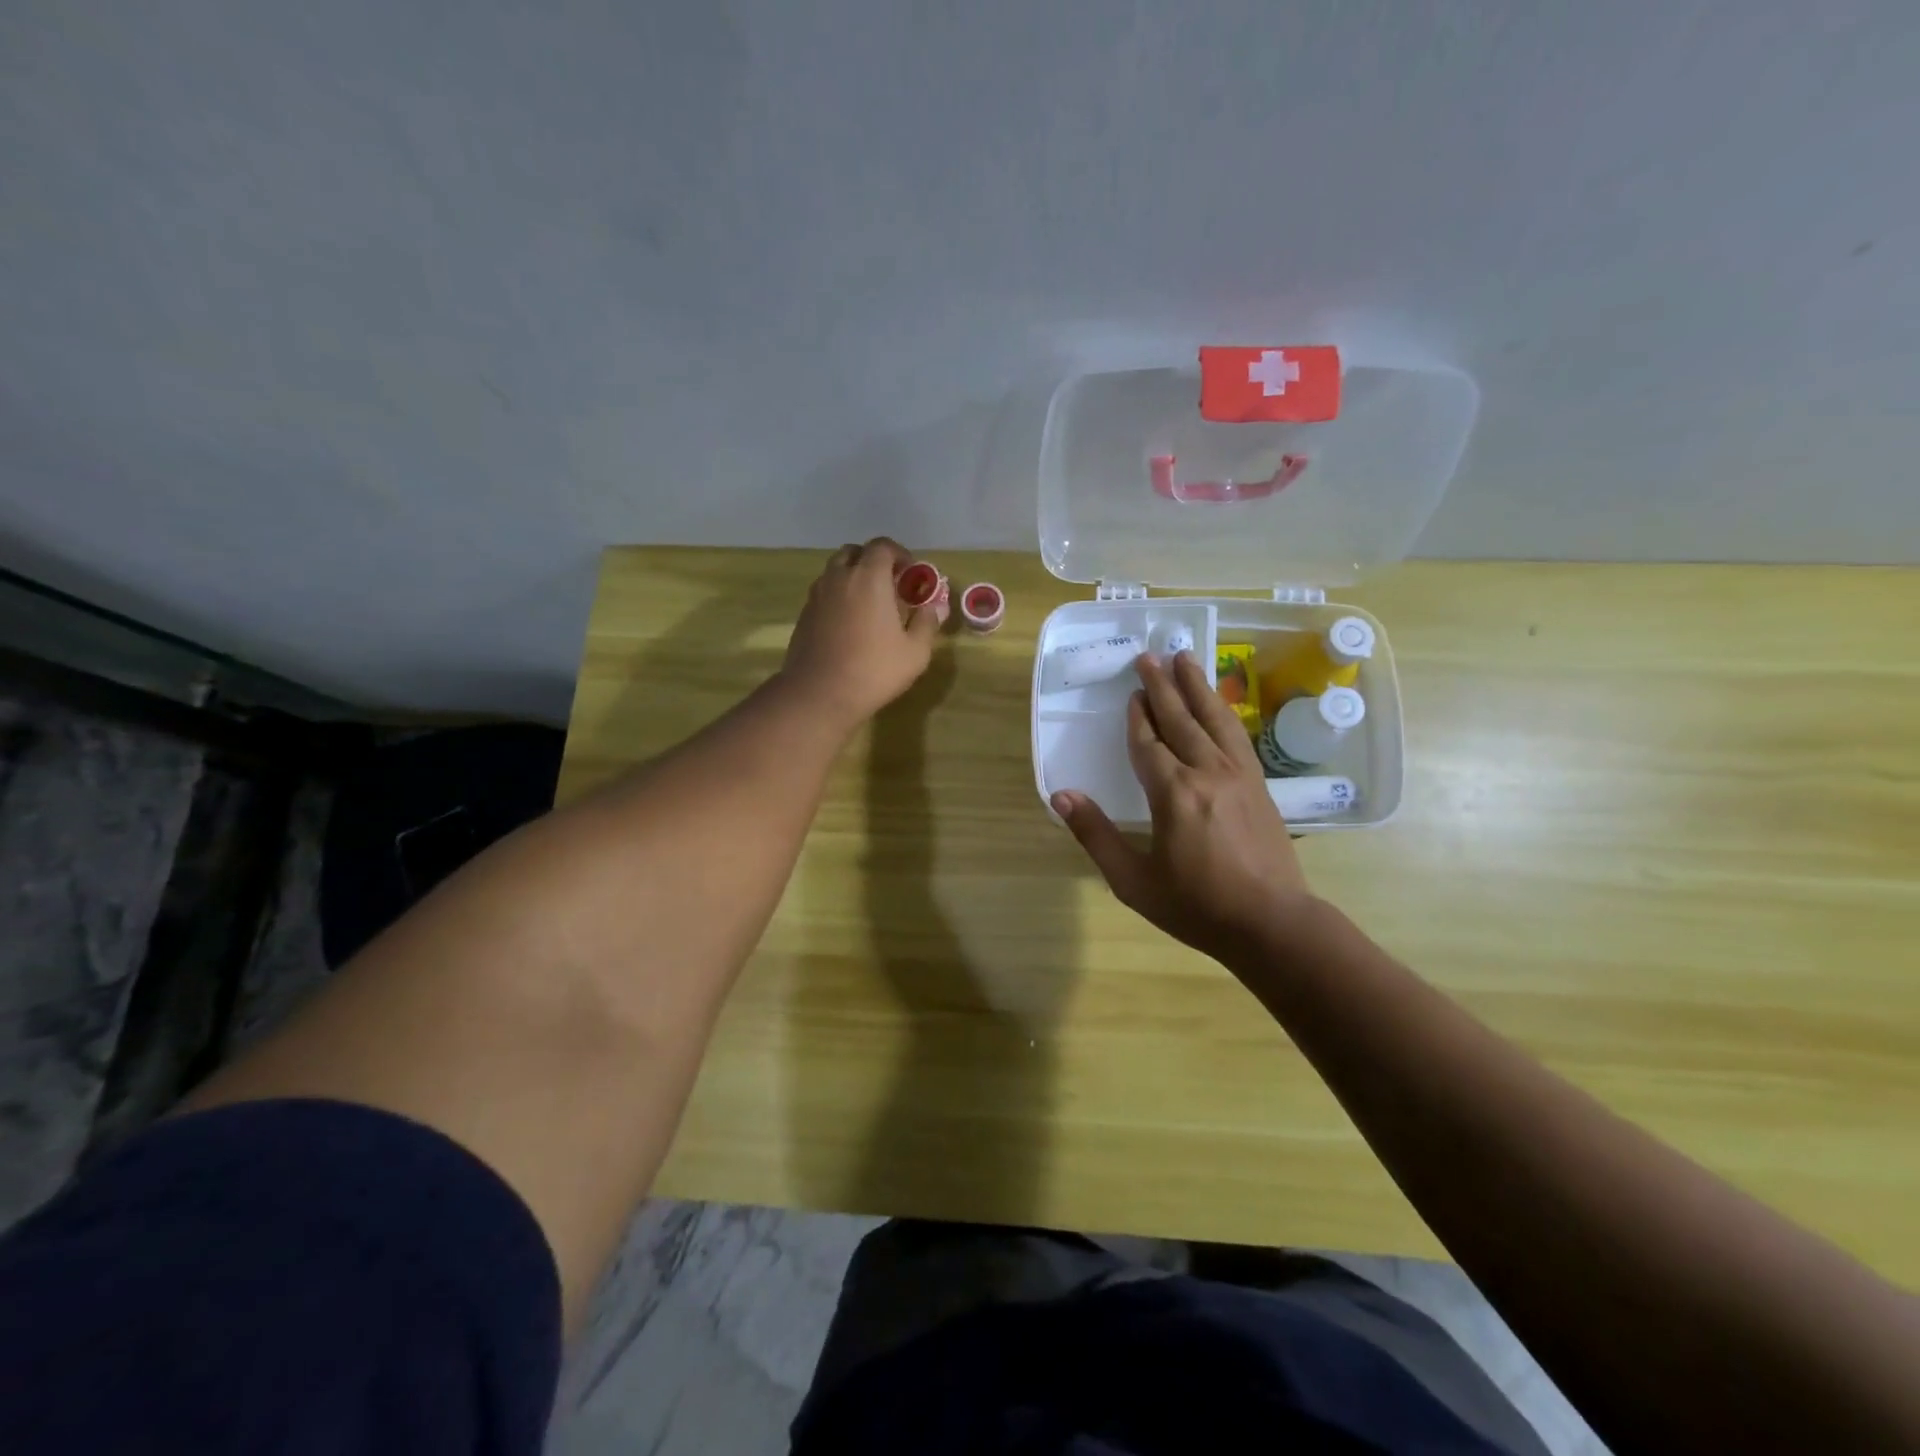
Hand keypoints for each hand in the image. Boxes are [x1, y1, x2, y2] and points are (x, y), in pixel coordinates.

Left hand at [779, 537, 940, 730]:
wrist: (819, 694)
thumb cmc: (874, 670)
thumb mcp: (915, 651)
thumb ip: (927, 622)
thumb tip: (936, 606)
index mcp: (869, 577)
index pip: (883, 546)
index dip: (900, 555)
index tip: (911, 574)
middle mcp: (839, 577)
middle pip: (854, 553)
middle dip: (873, 562)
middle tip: (890, 586)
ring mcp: (817, 595)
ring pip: (835, 571)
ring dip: (853, 578)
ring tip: (869, 605)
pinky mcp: (804, 614)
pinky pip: (824, 593)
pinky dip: (838, 597)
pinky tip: (849, 624)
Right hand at [1052, 651, 1315, 963]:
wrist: (1272, 923)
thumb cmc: (1197, 906)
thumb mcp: (1134, 880)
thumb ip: (1096, 835)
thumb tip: (1061, 796)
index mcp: (1174, 793)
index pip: (1149, 743)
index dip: (1137, 719)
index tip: (1131, 694)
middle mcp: (1207, 772)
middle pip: (1181, 720)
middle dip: (1162, 687)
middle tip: (1150, 656)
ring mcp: (1239, 776)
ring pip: (1214, 720)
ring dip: (1197, 687)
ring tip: (1185, 659)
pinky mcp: (1260, 785)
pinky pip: (1237, 736)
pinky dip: (1223, 712)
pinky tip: (1219, 705)